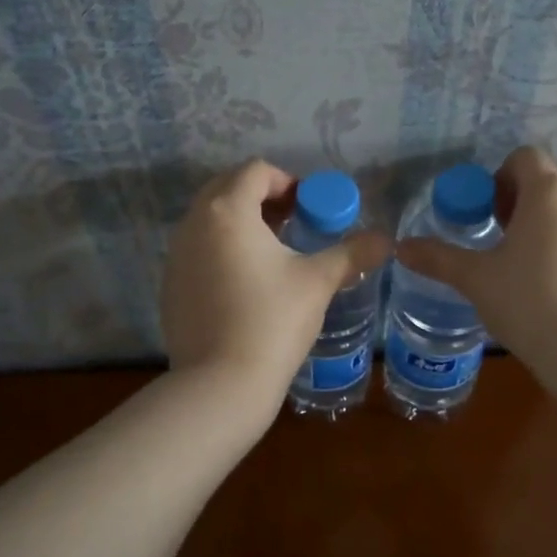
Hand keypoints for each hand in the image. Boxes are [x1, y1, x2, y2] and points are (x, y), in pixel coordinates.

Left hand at [162, 160, 390, 407]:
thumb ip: (352, 253)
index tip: (310, 208)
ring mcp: (175, 256)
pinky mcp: (170, 286)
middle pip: (227, 188)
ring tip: (274, 253)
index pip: (256, 171)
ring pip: (210, 220)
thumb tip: (386, 241)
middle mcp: (193, 224)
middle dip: (262, 198)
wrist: (221, 384)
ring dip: (242, 224)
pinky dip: (222, 251)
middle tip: (294, 224)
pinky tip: (246, 285)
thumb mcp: (318, 281)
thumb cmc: (273, 320)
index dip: (288, 182)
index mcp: (227, 211)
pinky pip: (197, 251)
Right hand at [395, 146, 556, 363]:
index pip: (525, 157)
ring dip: (556, 228)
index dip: (502, 179)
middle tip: (507, 244)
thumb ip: (438, 258)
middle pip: (552, 185)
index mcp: (549, 192)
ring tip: (538, 272)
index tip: (491, 215)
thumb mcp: (476, 279)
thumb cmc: (528, 303)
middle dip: (528, 205)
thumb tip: (400, 248)